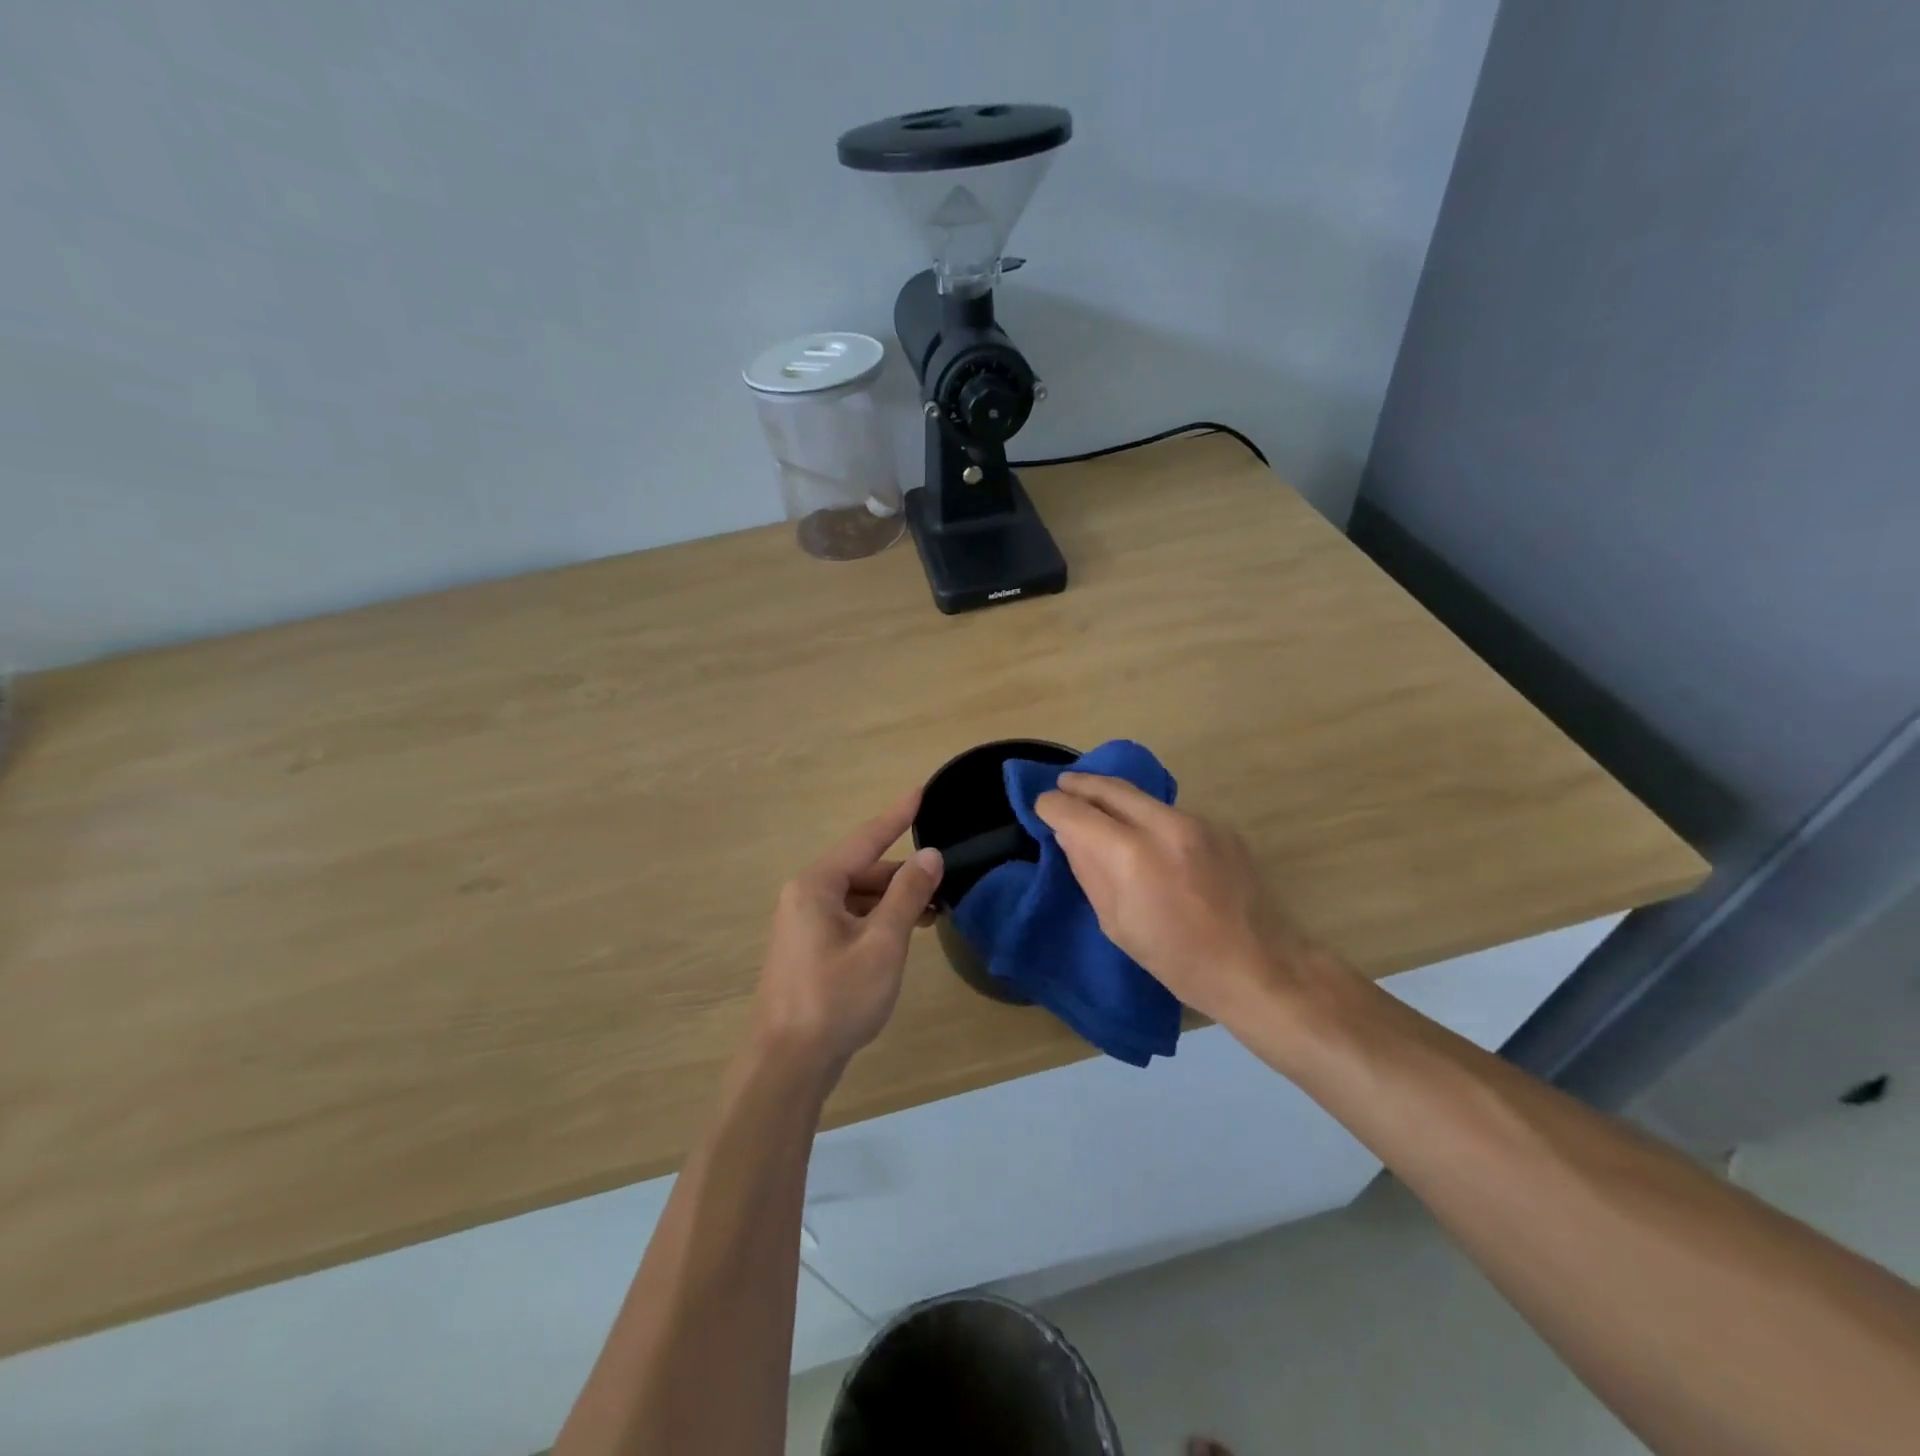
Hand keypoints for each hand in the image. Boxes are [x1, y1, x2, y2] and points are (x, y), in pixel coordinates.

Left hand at [752, 790, 943, 1071]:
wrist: (788, 1065)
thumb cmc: (836, 998)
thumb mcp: (882, 944)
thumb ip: (907, 895)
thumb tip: (930, 855)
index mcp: (816, 886)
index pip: (865, 839)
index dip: (897, 816)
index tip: (922, 791)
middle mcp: (805, 897)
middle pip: (862, 871)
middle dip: (902, 874)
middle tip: (944, 880)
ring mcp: (804, 926)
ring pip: (857, 899)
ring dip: (893, 901)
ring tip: (932, 912)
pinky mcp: (809, 951)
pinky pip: (850, 921)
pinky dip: (878, 921)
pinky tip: (903, 935)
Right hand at [1034, 772, 1324, 1026]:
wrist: (1257, 966)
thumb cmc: (1176, 959)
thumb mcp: (1116, 923)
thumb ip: (1089, 870)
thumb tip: (1070, 834)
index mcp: (1131, 855)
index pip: (1076, 812)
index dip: (1053, 806)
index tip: (1043, 807)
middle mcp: (1163, 825)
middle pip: (1110, 787)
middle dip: (1081, 784)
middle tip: (1063, 784)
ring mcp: (1197, 821)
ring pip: (1143, 798)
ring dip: (1116, 798)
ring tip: (1101, 807)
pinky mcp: (1220, 827)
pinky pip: (1172, 814)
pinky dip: (1150, 819)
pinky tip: (1149, 838)